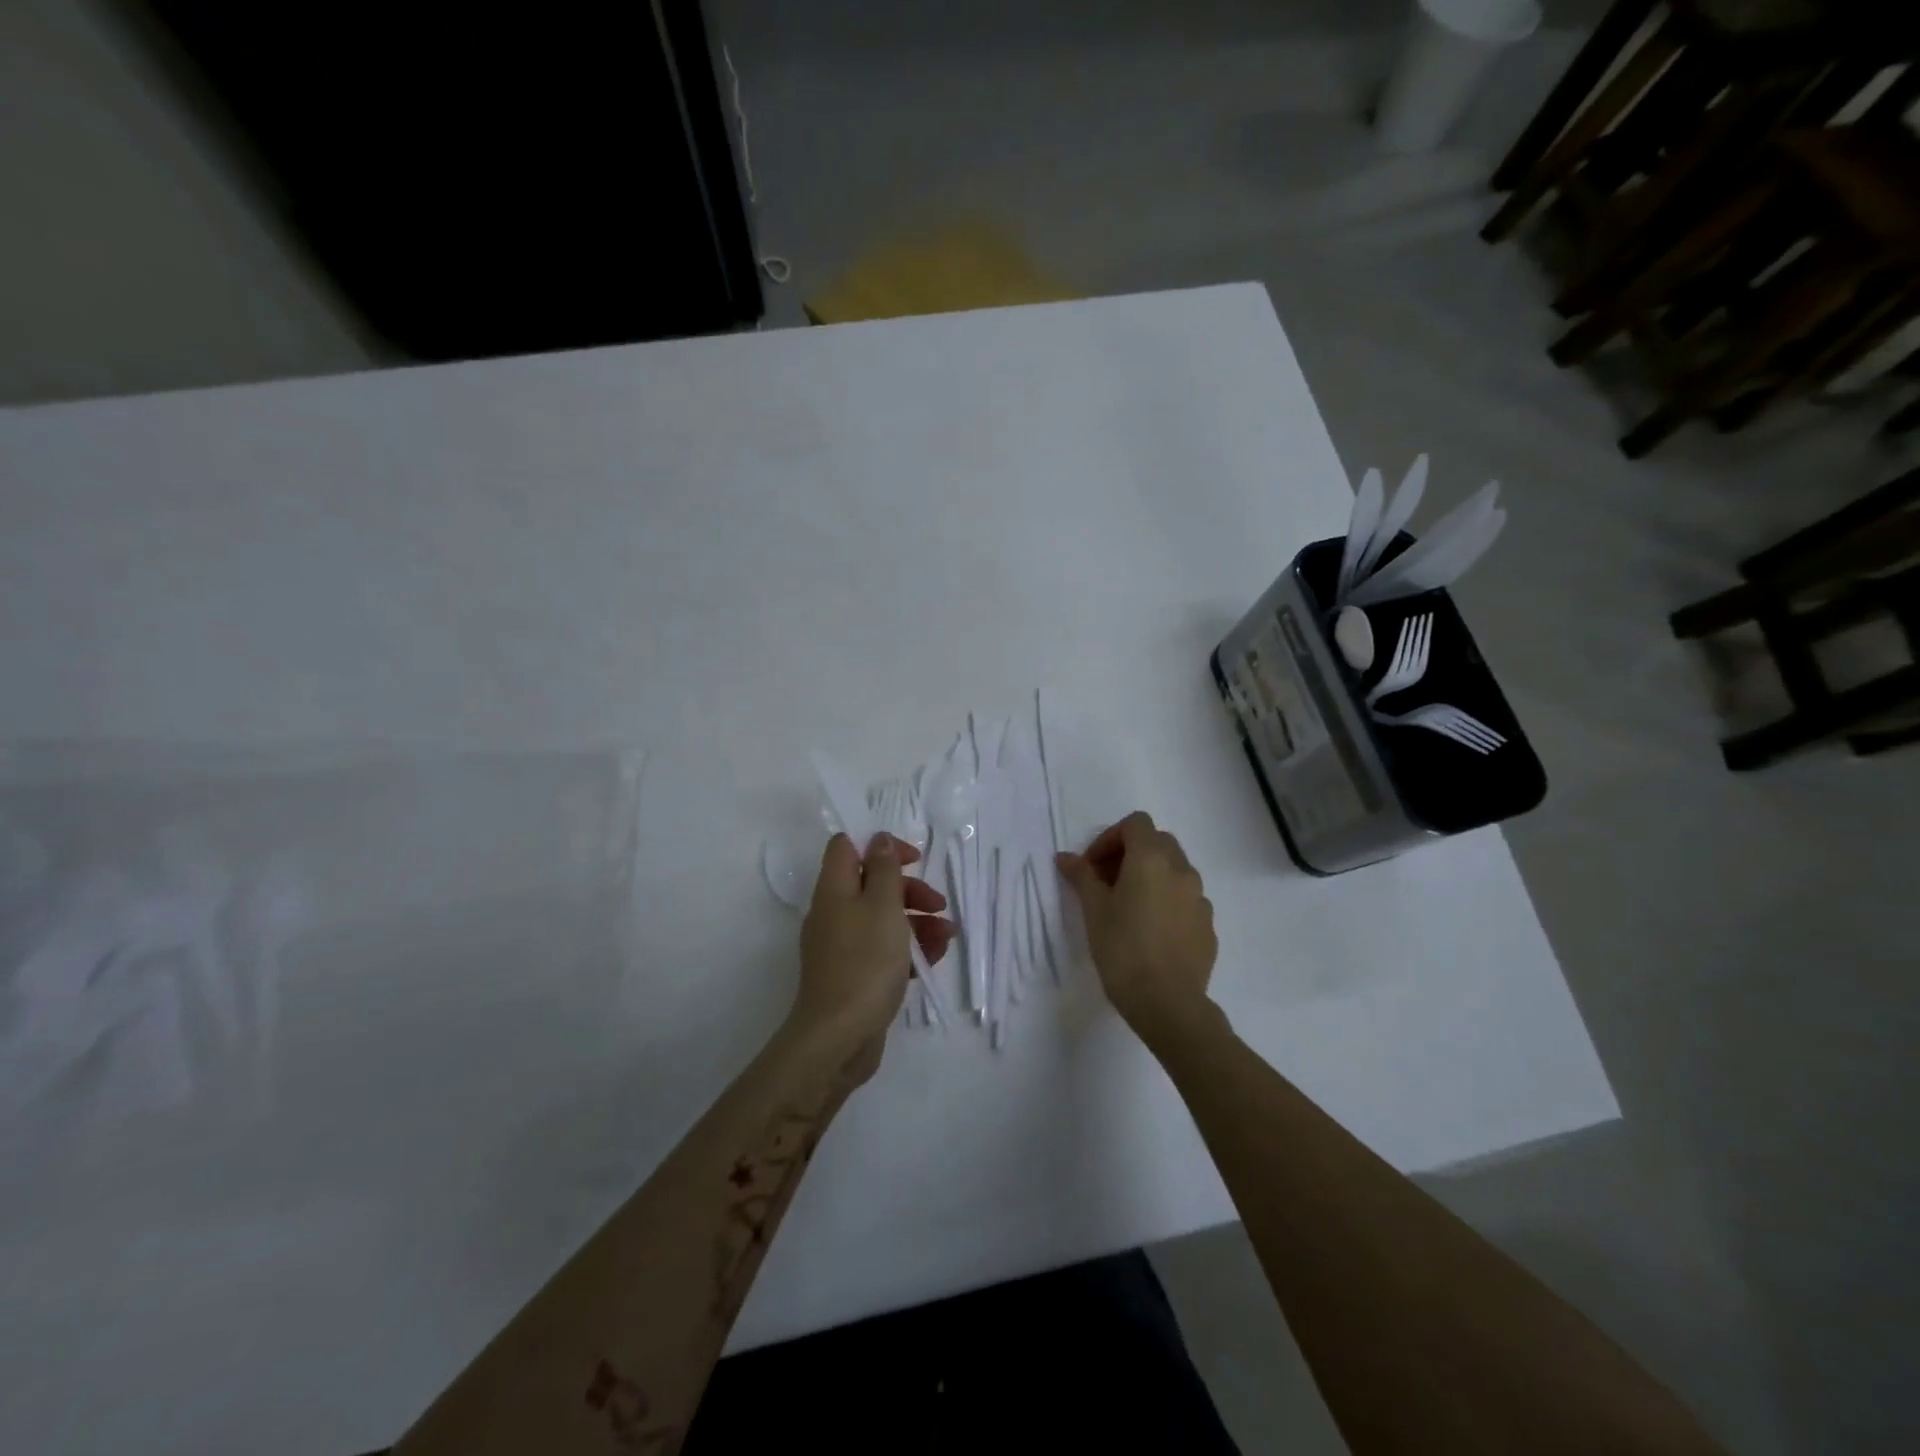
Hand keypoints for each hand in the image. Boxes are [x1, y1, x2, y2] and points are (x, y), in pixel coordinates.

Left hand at [794, 833, 956, 1072]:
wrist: (839, 1037)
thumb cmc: (864, 962)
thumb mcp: (882, 906)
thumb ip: (883, 870)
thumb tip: (878, 840)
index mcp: (834, 890)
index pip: (848, 847)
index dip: (880, 846)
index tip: (913, 859)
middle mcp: (834, 913)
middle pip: (871, 884)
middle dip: (909, 890)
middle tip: (938, 904)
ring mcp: (842, 946)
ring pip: (882, 919)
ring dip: (917, 921)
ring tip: (947, 936)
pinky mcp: (853, 975)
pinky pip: (883, 950)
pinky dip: (907, 949)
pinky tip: (934, 958)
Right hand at [1056, 812, 1216, 1035]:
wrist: (1167, 1003)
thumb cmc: (1123, 950)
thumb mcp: (1094, 911)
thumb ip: (1081, 876)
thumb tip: (1066, 857)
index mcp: (1152, 859)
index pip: (1135, 823)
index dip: (1110, 837)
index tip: (1092, 866)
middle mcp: (1182, 870)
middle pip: (1157, 842)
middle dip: (1130, 853)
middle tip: (1106, 882)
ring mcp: (1200, 898)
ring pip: (1175, 870)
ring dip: (1151, 876)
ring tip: (1128, 907)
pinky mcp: (1208, 925)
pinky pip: (1185, 899)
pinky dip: (1167, 901)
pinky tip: (1150, 931)